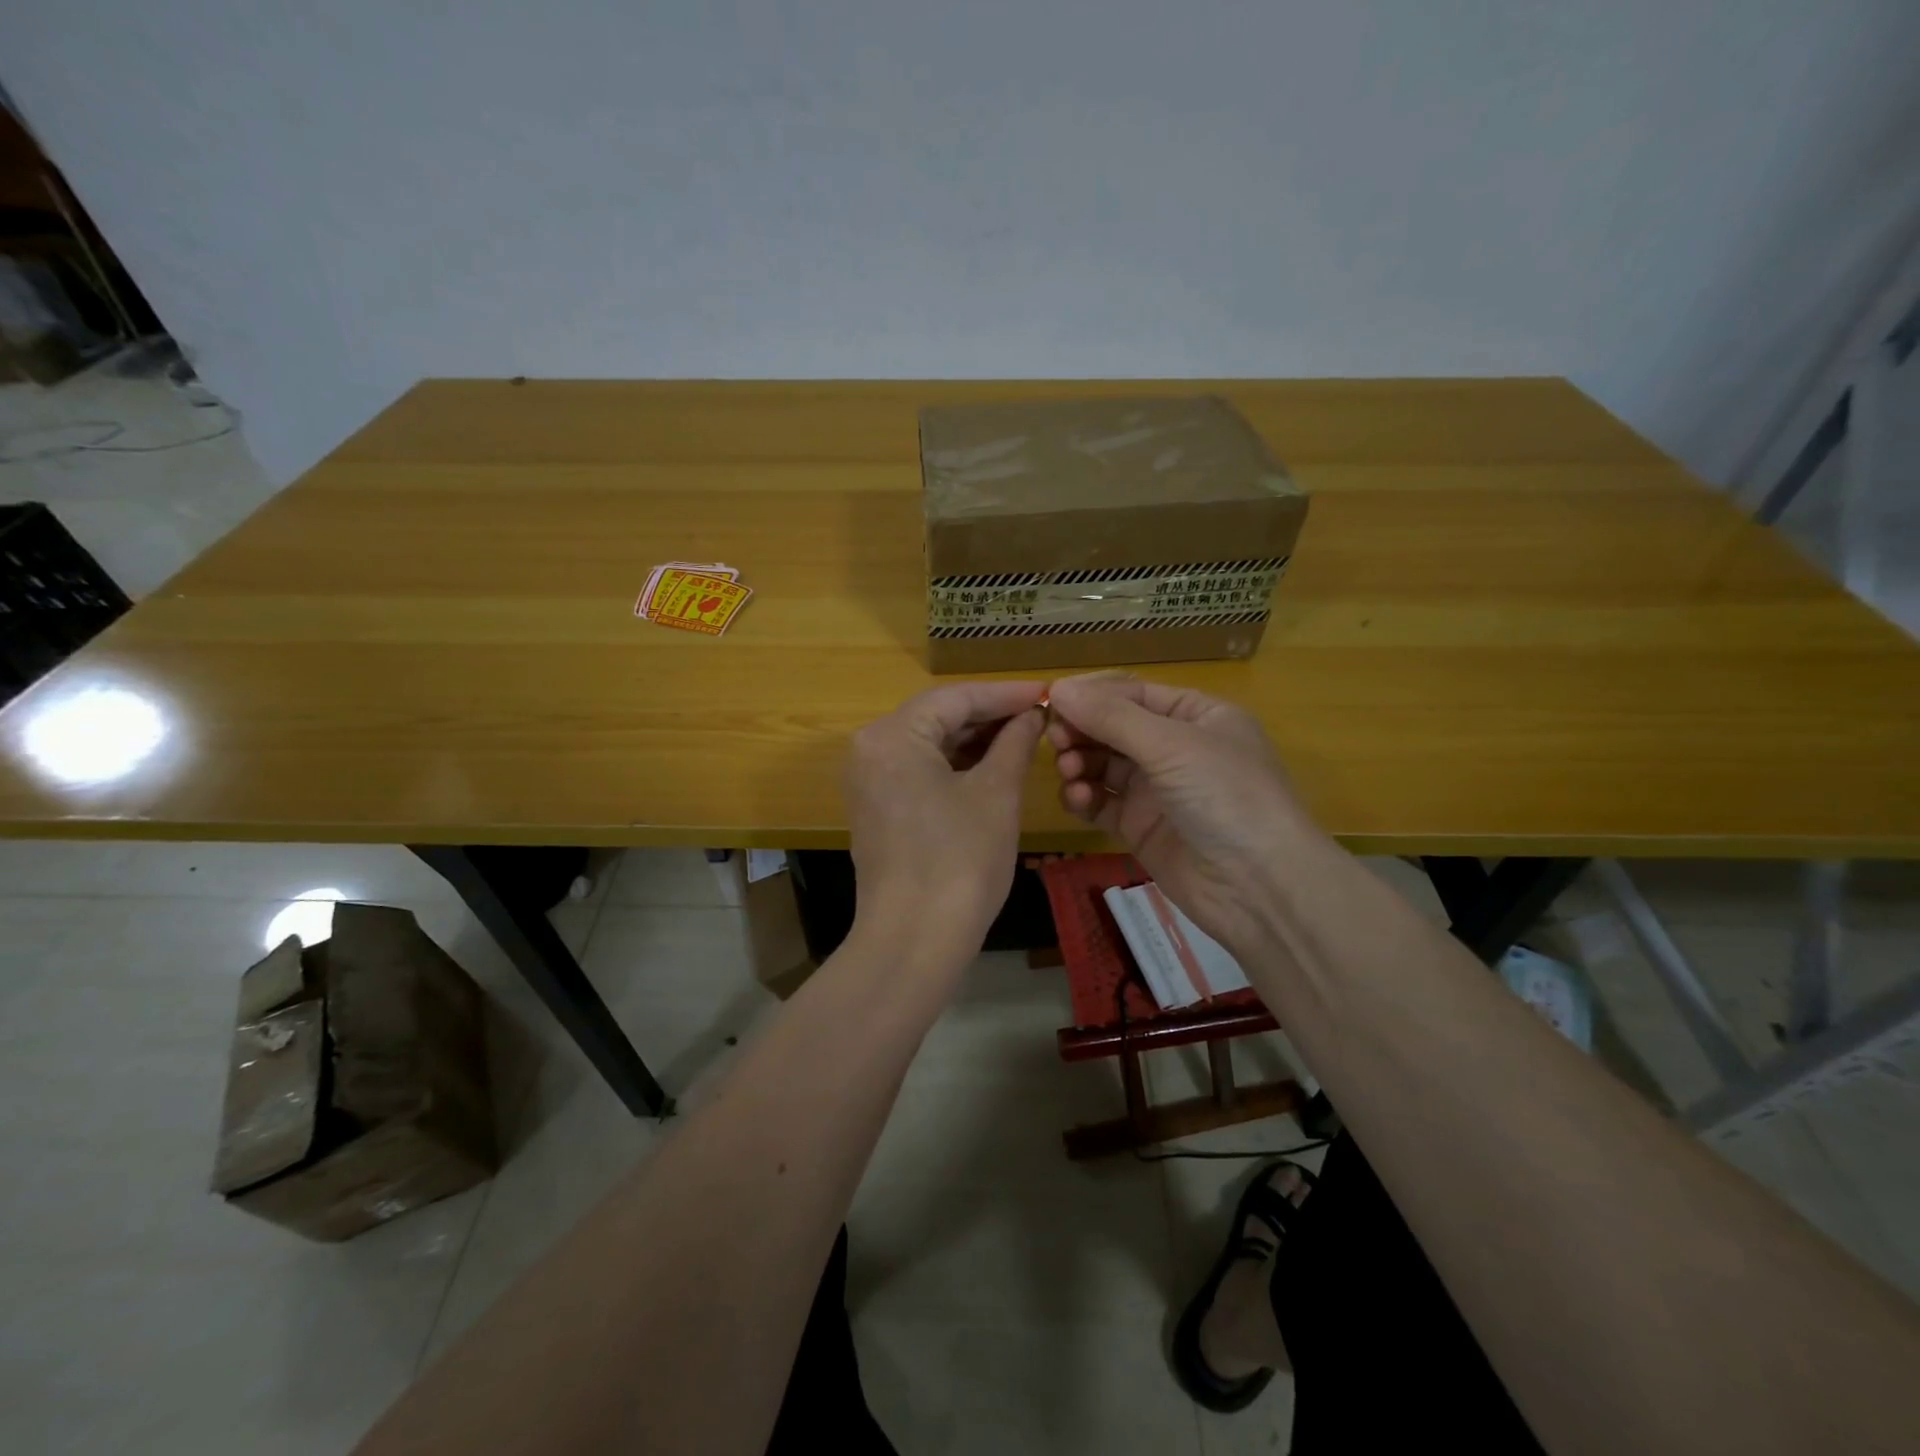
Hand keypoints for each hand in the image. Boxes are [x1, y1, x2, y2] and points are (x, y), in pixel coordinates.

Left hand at [844, 680, 1047, 960]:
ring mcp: (868, 781)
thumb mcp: (996, 794)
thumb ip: (1014, 743)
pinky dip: (954, 766)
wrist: (914, 940)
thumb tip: (1031, 716)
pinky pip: (919, 771)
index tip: (1044, 692)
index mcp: (893, 736)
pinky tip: (991, 766)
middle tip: (1039, 716)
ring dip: (974, 741)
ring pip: (929, 745)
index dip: (1004, 694)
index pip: (955, 697)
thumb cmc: (960, 861)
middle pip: (937, 717)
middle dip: (989, 716)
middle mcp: (870, 749)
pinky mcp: (876, 808)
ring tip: (1023, 738)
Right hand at [1046, 675, 1323, 957]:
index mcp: (1197, 715)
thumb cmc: (1225, 796)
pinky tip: (1078, 800)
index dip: (1092, 695)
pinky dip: (1085, 798)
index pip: (1133, 694)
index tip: (1051, 700)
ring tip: (1069, 773)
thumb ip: (1112, 717)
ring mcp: (1157, 789)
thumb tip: (1058, 687)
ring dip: (1080, 764)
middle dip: (1082, 731)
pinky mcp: (1141, 827)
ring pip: (1103, 765)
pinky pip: (1102, 803)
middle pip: (1114, 728)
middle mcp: (1176, 748)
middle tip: (1055, 740)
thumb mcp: (1172, 745)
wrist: (1258, 887)